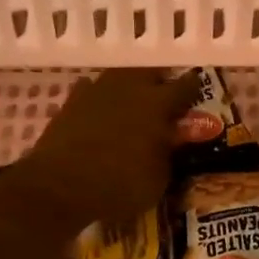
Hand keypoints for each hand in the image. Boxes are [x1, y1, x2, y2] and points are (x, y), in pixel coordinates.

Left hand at [12, 69, 201, 225]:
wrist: (60, 185)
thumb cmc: (120, 184)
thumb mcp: (159, 179)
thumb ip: (168, 154)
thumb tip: (170, 142)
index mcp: (158, 104)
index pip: (186, 86)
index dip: (194, 90)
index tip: (197, 97)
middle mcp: (130, 88)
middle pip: (151, 73)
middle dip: (160, 84)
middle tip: (164, 101)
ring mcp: (97, 90)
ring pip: (120, 77)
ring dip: (129, 88)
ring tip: (133, 105)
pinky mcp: (71, 102)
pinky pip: (91, 91)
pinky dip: (100, 99)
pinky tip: (101, 112)